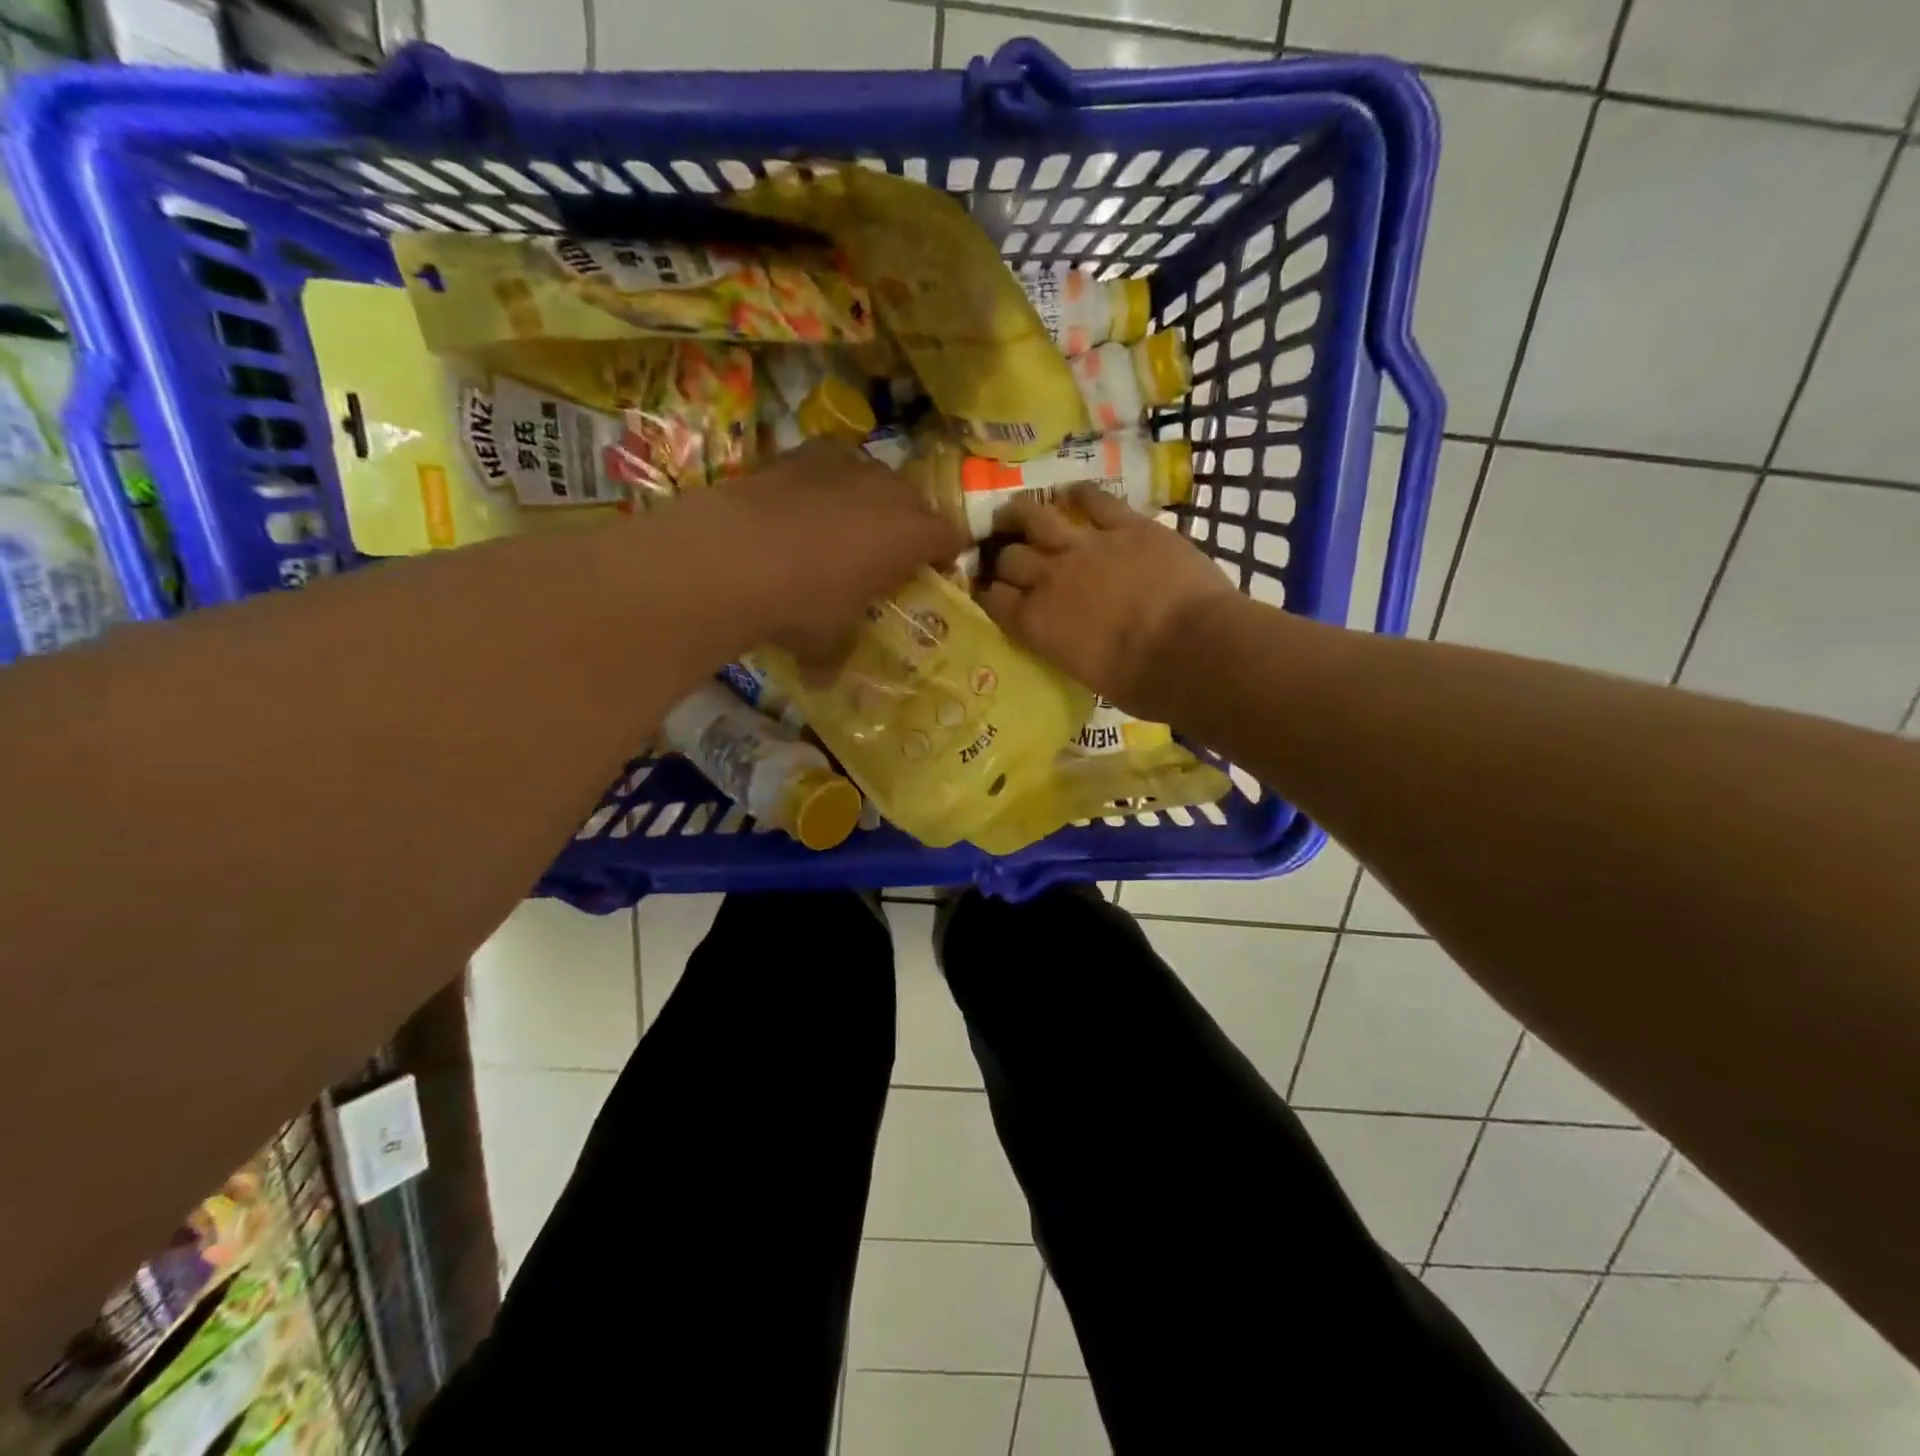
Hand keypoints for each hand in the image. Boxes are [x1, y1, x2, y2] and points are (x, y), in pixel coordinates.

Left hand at [697, 440, 966, 666]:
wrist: (732, 556)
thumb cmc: (802, 604)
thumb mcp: (828, 641)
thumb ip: (838, 653)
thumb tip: (824, 679)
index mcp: (910, 536)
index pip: (950, 536)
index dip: (944, 554)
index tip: (931, 572)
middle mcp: (887, 491)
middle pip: (915, 500)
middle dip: (908, 524)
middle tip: (887, 553)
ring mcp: (843, 465)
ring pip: (873, 476)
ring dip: (868, 498)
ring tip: (844, 526)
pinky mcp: (800, 454)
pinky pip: (829, 464)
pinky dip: (825, 482)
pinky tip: (803, 505)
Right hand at [979, 487, 1236, 714]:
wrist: (1194, 651)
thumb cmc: (1142, 684)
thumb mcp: (1085, 674)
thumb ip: (1066, 646)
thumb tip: (1072, 639)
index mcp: (1036, 623)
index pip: (992, 598)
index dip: (986, 592)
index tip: (989, 591)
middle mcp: (1049, 578)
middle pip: (1008, 556)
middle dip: (1002, 556)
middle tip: (1007, 555)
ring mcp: (1087, 546)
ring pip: (1036, 516)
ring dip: (1022, 513)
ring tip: (1018, 513)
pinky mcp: (1128, 525)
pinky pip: (1095, 499)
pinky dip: (1081, 495)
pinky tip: (1075, 494)